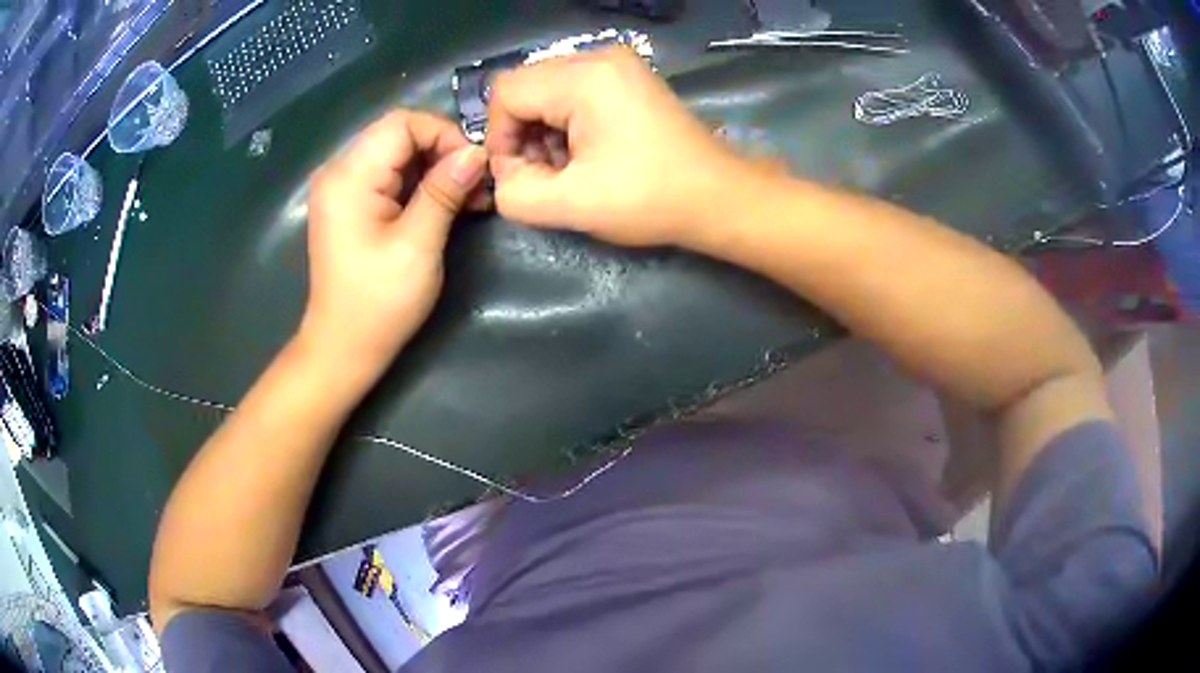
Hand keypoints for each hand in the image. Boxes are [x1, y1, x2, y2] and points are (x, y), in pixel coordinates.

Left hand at [300, 110, 487, 385]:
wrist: (342, 347)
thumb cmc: (378, 303)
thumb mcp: (417, 246)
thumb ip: (444, 192)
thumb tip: (477, 153)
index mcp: (349, 176)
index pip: (402, 123)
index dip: (444, 135)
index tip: (474, 169)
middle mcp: (339, 171)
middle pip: (399, 134)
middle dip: (443, 151)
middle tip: (476, 185)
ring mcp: (342, 187)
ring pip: (397, 153)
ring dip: (435, 168)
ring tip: (467, 198)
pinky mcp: (350, 203)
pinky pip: (389, 174)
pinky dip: (419, 182)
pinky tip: (443, 204)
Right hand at [486, 47, 754, 247]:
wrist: (719, 196)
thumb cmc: (650, 198)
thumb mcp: (571, 205)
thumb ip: (514, 192)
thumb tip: (503, 174)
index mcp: (585, 77)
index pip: (506, 92)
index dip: (500, 137)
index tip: (520, 174)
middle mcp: (599, 57)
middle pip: (525, 86)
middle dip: (522, 133)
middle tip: (545, 173)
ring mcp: (617, 63)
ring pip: (546, 89)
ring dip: (543, 129)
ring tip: (568, 167)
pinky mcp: (627, 77)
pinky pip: (572, 90)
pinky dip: (566, 122)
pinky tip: (585, 152)